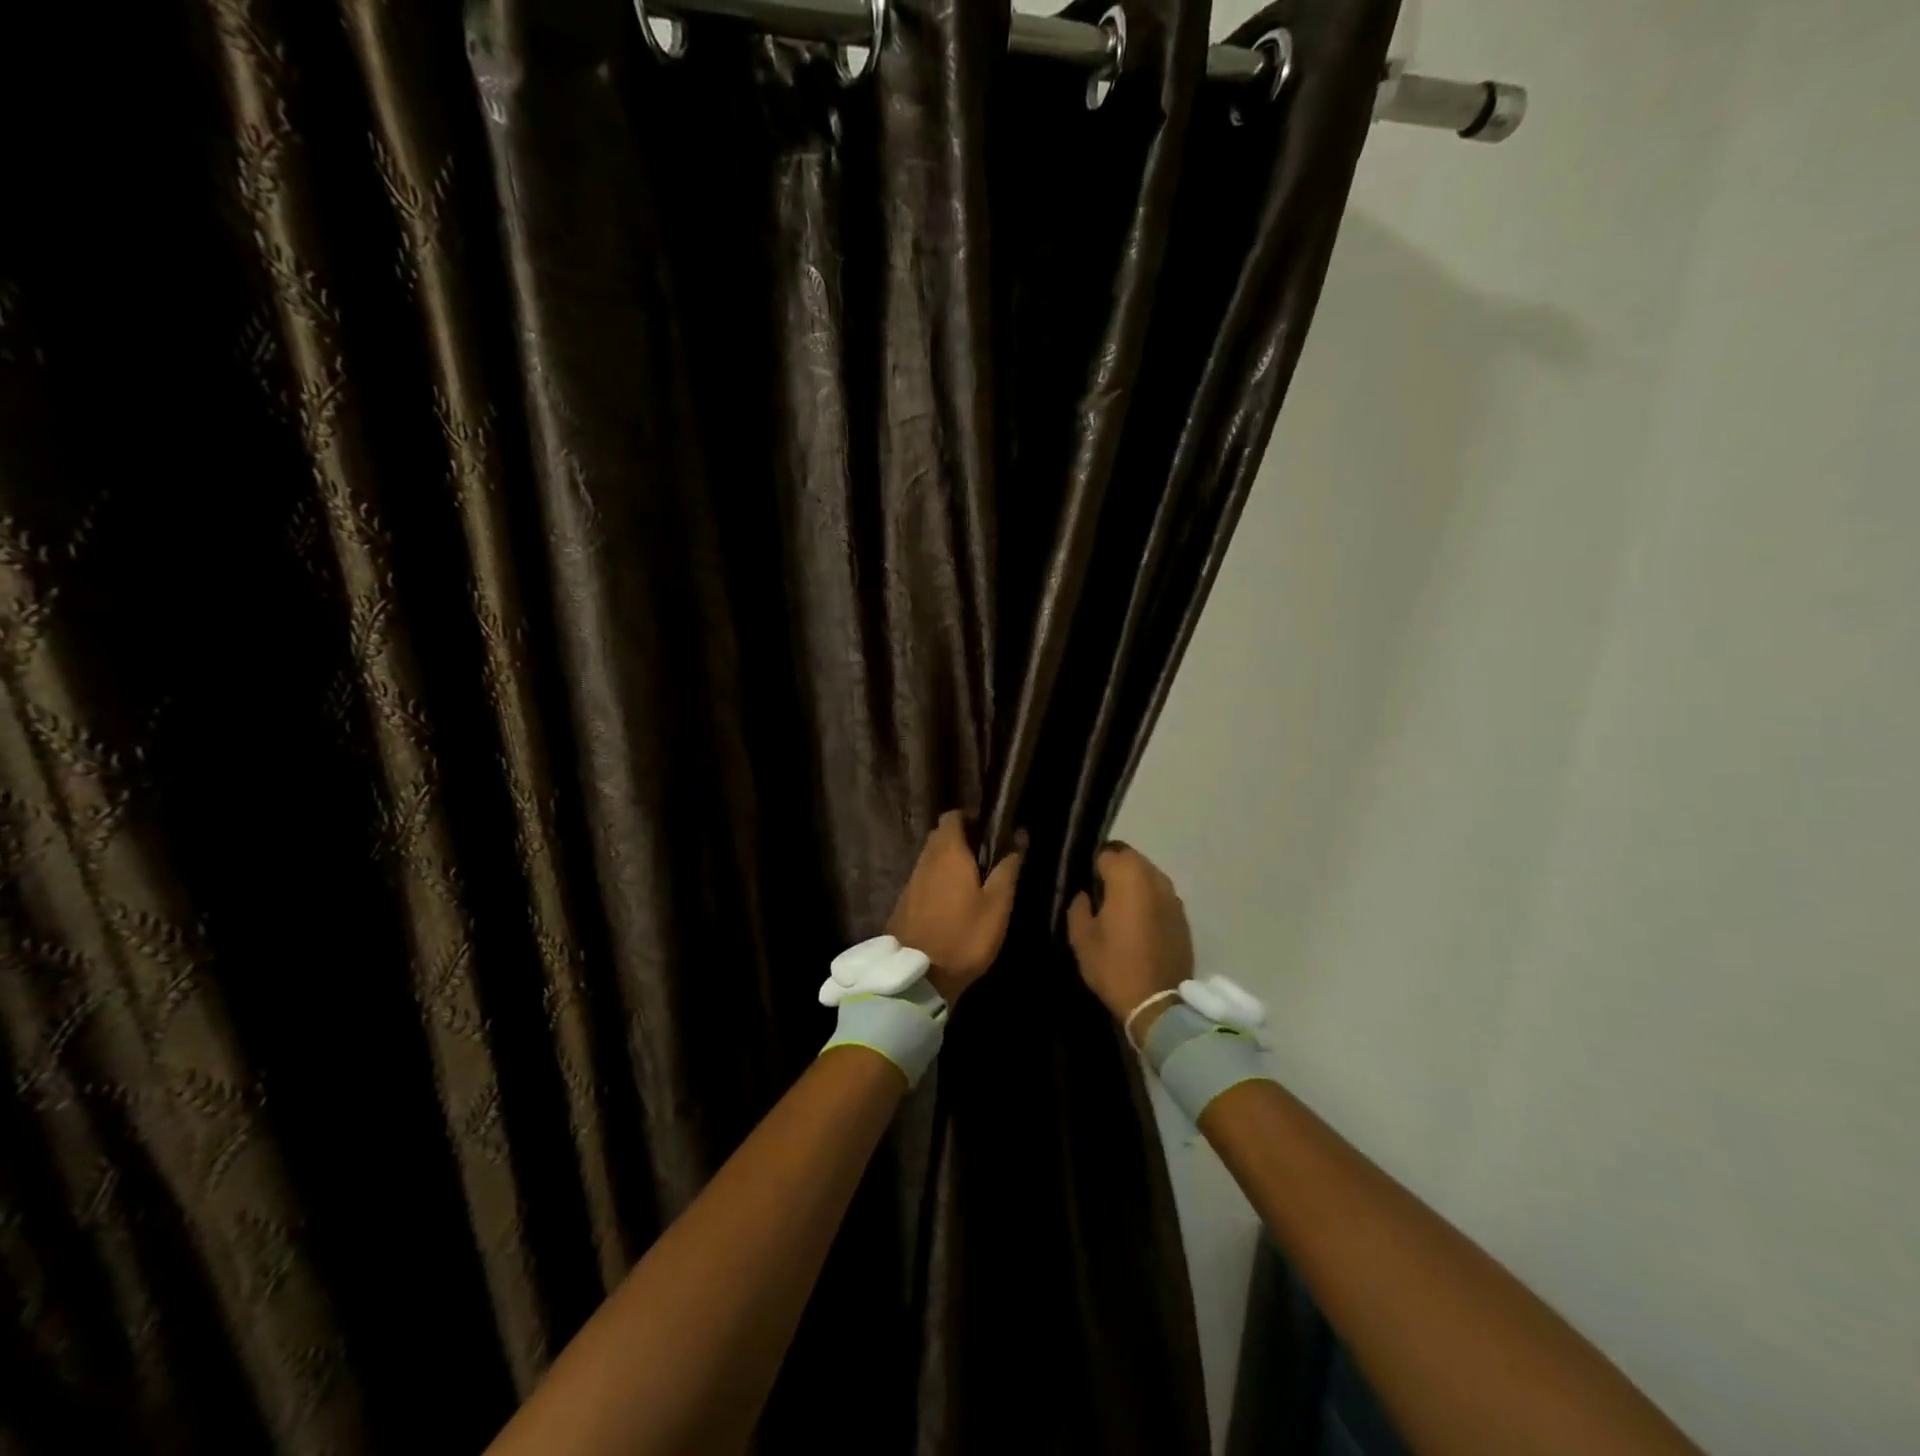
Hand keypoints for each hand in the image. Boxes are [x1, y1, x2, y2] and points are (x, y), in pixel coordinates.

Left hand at [888, 811, 1024, 1004]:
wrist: (918, 976)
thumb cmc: (965, 936)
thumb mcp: (997, 905)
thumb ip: (1007, 869)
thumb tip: (1019, 838)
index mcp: (948, 853)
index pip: (953, 817)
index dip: (970, 818)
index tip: (990, 831)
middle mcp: (925, 860)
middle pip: (941, 836)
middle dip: (961, 839)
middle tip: (986, 856)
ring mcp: (911, 881)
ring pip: (931, 858)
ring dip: (949, 861)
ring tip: (973, 879)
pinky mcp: (904, 902)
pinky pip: (924, 878)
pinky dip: (938, 880)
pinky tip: (953, 900)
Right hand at [1067, 844, 1193, 1040]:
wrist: (1158, 1003)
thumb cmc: (1114, 966)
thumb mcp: (1082, 938)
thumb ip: (1078, 907)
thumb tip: (1086, 895)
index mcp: (1128, 878)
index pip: (1106, 854)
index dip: (1092, 867)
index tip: (1085, 885)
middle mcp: (1154, 878)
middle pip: (1131, 859)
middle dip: (1115, 870)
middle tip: (1101, 894)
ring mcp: (1173, 897)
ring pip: (1149, 875)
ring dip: (1134, 884)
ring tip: (1121, 908)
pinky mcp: (1183, 916)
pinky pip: (1161, 896)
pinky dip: (1150, 901)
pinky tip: (1140, 923)